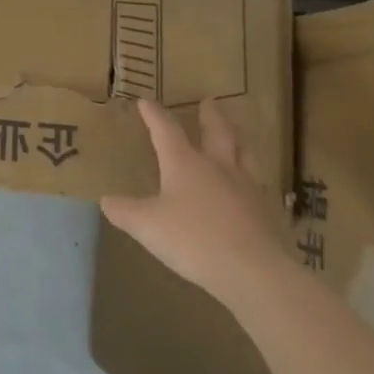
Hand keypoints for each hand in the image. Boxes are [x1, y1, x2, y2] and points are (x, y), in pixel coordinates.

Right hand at [101, 98, 292, 305]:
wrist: (254, 272)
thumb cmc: (193, 239)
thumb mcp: (146, 225)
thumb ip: (124, 211)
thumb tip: (106, 200)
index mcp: (185, 163)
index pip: (166, 130)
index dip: (154, 115)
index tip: (146, 101)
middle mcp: (218, 167)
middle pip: (217, 132)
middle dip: (211, 116)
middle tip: (210, 101)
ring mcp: (247, 188)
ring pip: (245, 154)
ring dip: (238, 140)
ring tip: (237, 136)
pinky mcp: (268, 212)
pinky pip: (260, 186)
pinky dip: (253, 178)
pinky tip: (253, 187)